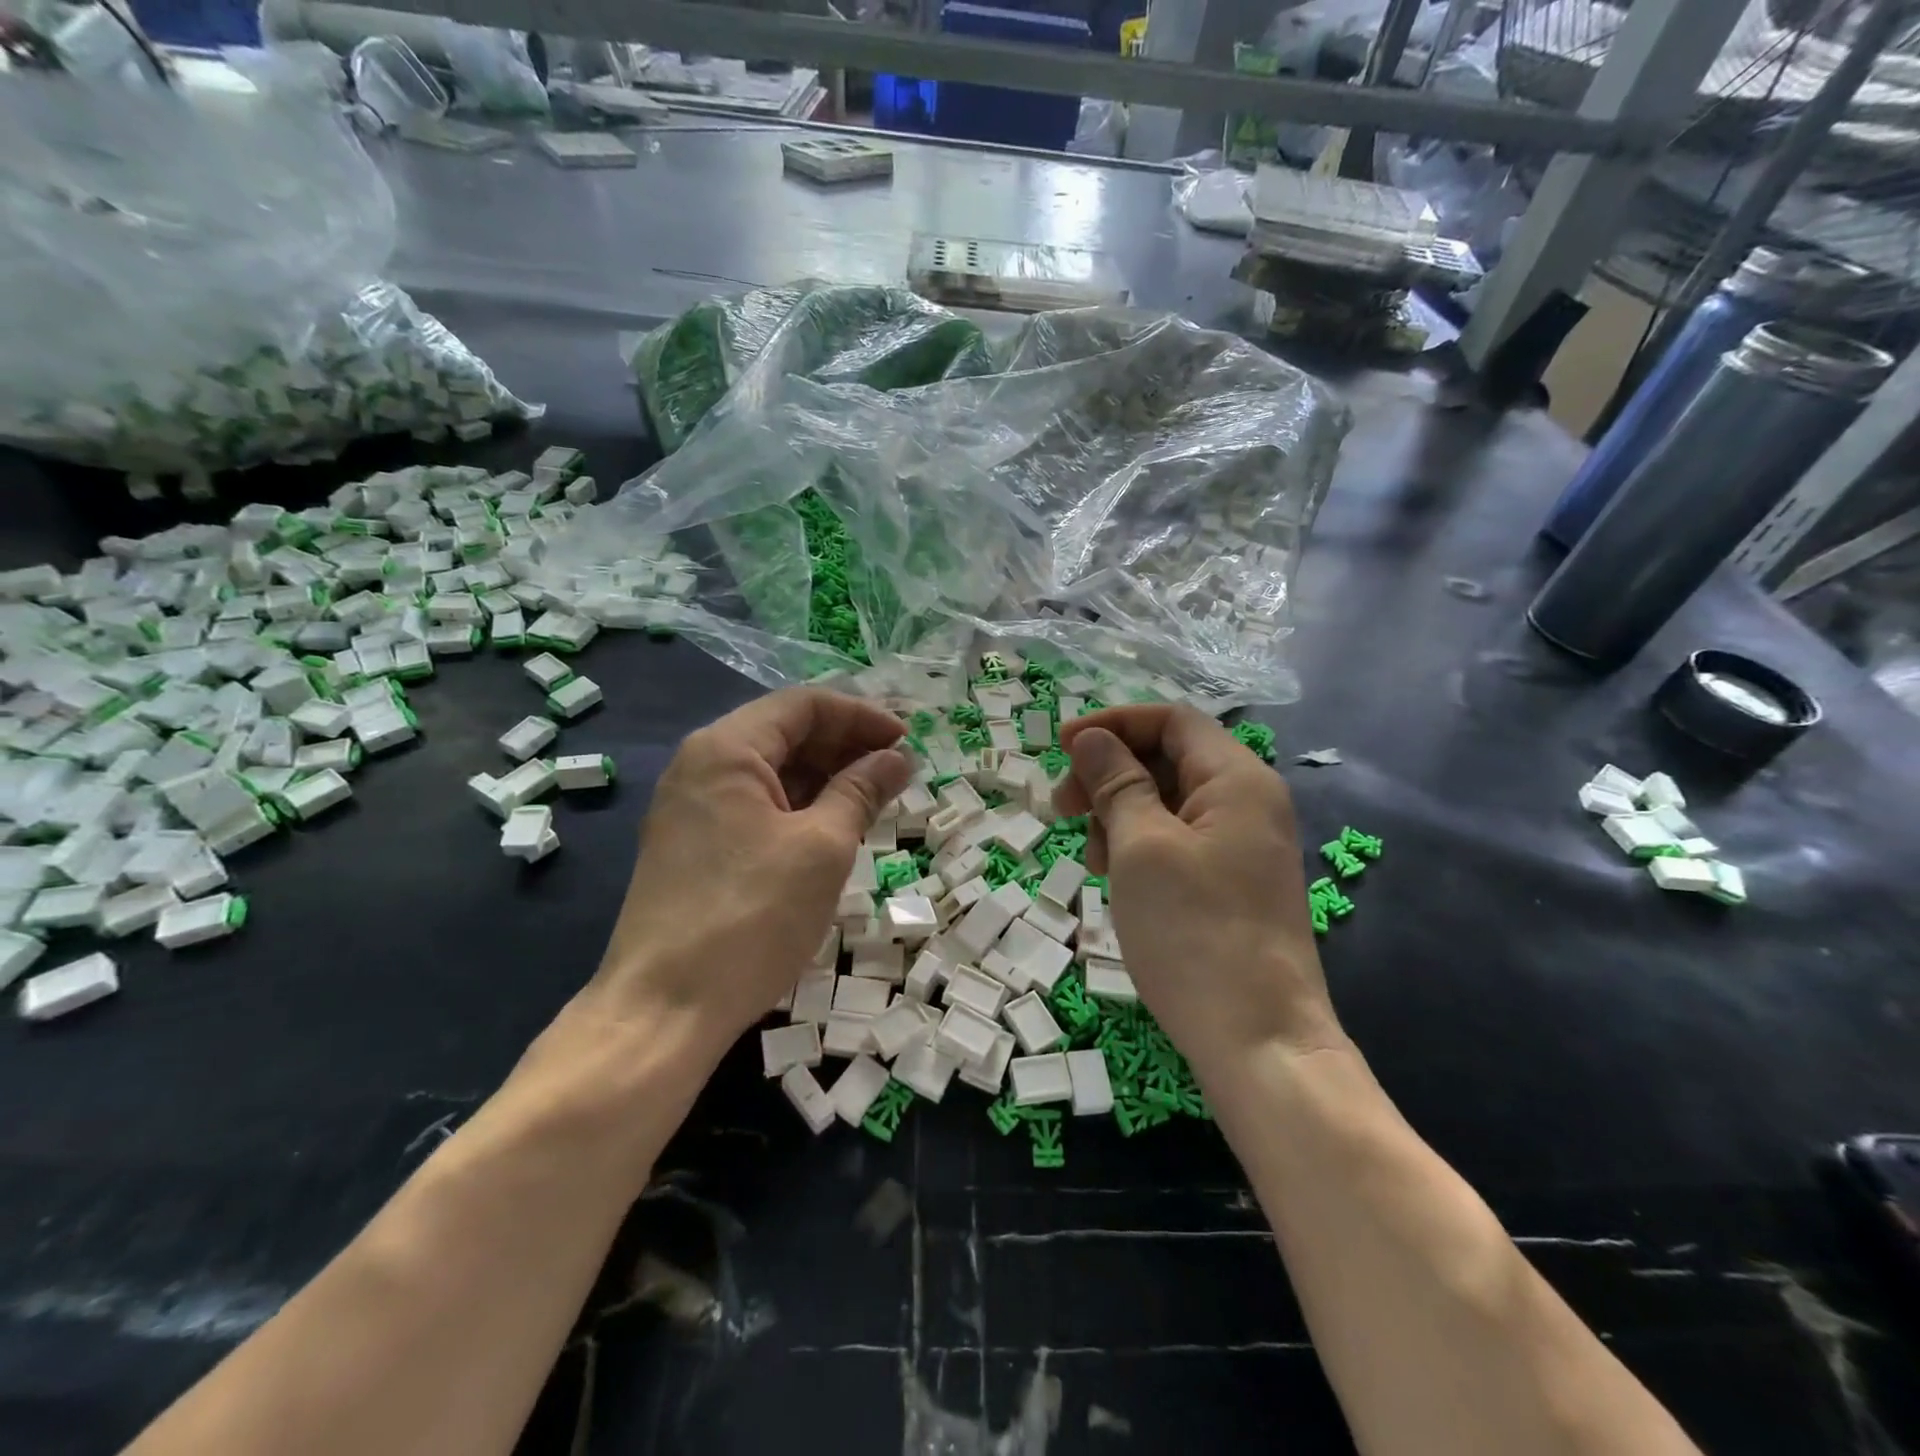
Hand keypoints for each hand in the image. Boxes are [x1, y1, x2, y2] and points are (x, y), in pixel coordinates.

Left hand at [584, 688, 910, 1055]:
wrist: (664, 1009)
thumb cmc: (752, 917)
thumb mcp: (822, 848)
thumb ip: (861, 791)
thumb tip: (898, 758)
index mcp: (727, 749)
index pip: (804, 705)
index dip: (862, 716)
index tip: (908, 740)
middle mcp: (702, 766)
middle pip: (785, 733)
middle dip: (846, 745)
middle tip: (899, 771)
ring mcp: (693, 807)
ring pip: (772, 772)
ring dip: (826, 777)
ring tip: (876, 799)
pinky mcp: (694, 845)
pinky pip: (756, 805)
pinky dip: (800, 807)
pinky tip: (834, 827)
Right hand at [1054, 705, 1343, 1073]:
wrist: (1259, 1042)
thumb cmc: (1194, 932)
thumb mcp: (1141, 847)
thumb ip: (1116, 783)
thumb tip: (1091, 737)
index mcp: (1236, 779)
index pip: (1170, 720)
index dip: (1112, 724)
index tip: (1060, 747)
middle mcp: (1246, 803)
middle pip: (1167, 759)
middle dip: (1109, 775)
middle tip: (1062, 808)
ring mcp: (1242, 846)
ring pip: (1167, 803)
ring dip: (1119, 816)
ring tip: (1093, 859)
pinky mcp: (1231, 883)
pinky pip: (1178, 842)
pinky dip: (1139, 848)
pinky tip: (1116, 879)